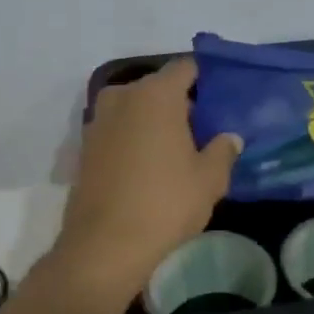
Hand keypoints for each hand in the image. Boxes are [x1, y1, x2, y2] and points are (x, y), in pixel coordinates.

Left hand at [54, 58, 241, 296]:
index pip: (186, 67)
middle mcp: (123, 97)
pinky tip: (149, 168)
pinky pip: (118, 131)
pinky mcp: (84, 148)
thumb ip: (223, 150)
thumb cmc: (165, 203)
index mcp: (156, 94)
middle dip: (181, 104)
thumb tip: (229, 138)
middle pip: (159, 88)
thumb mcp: (209, 179)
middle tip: (204, 131)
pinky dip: (134, 139)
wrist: (105, 245)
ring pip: (136, 110)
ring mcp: (98, 121)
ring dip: (155, 123)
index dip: (206, 79)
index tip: (222, 98)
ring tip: (178, 152)